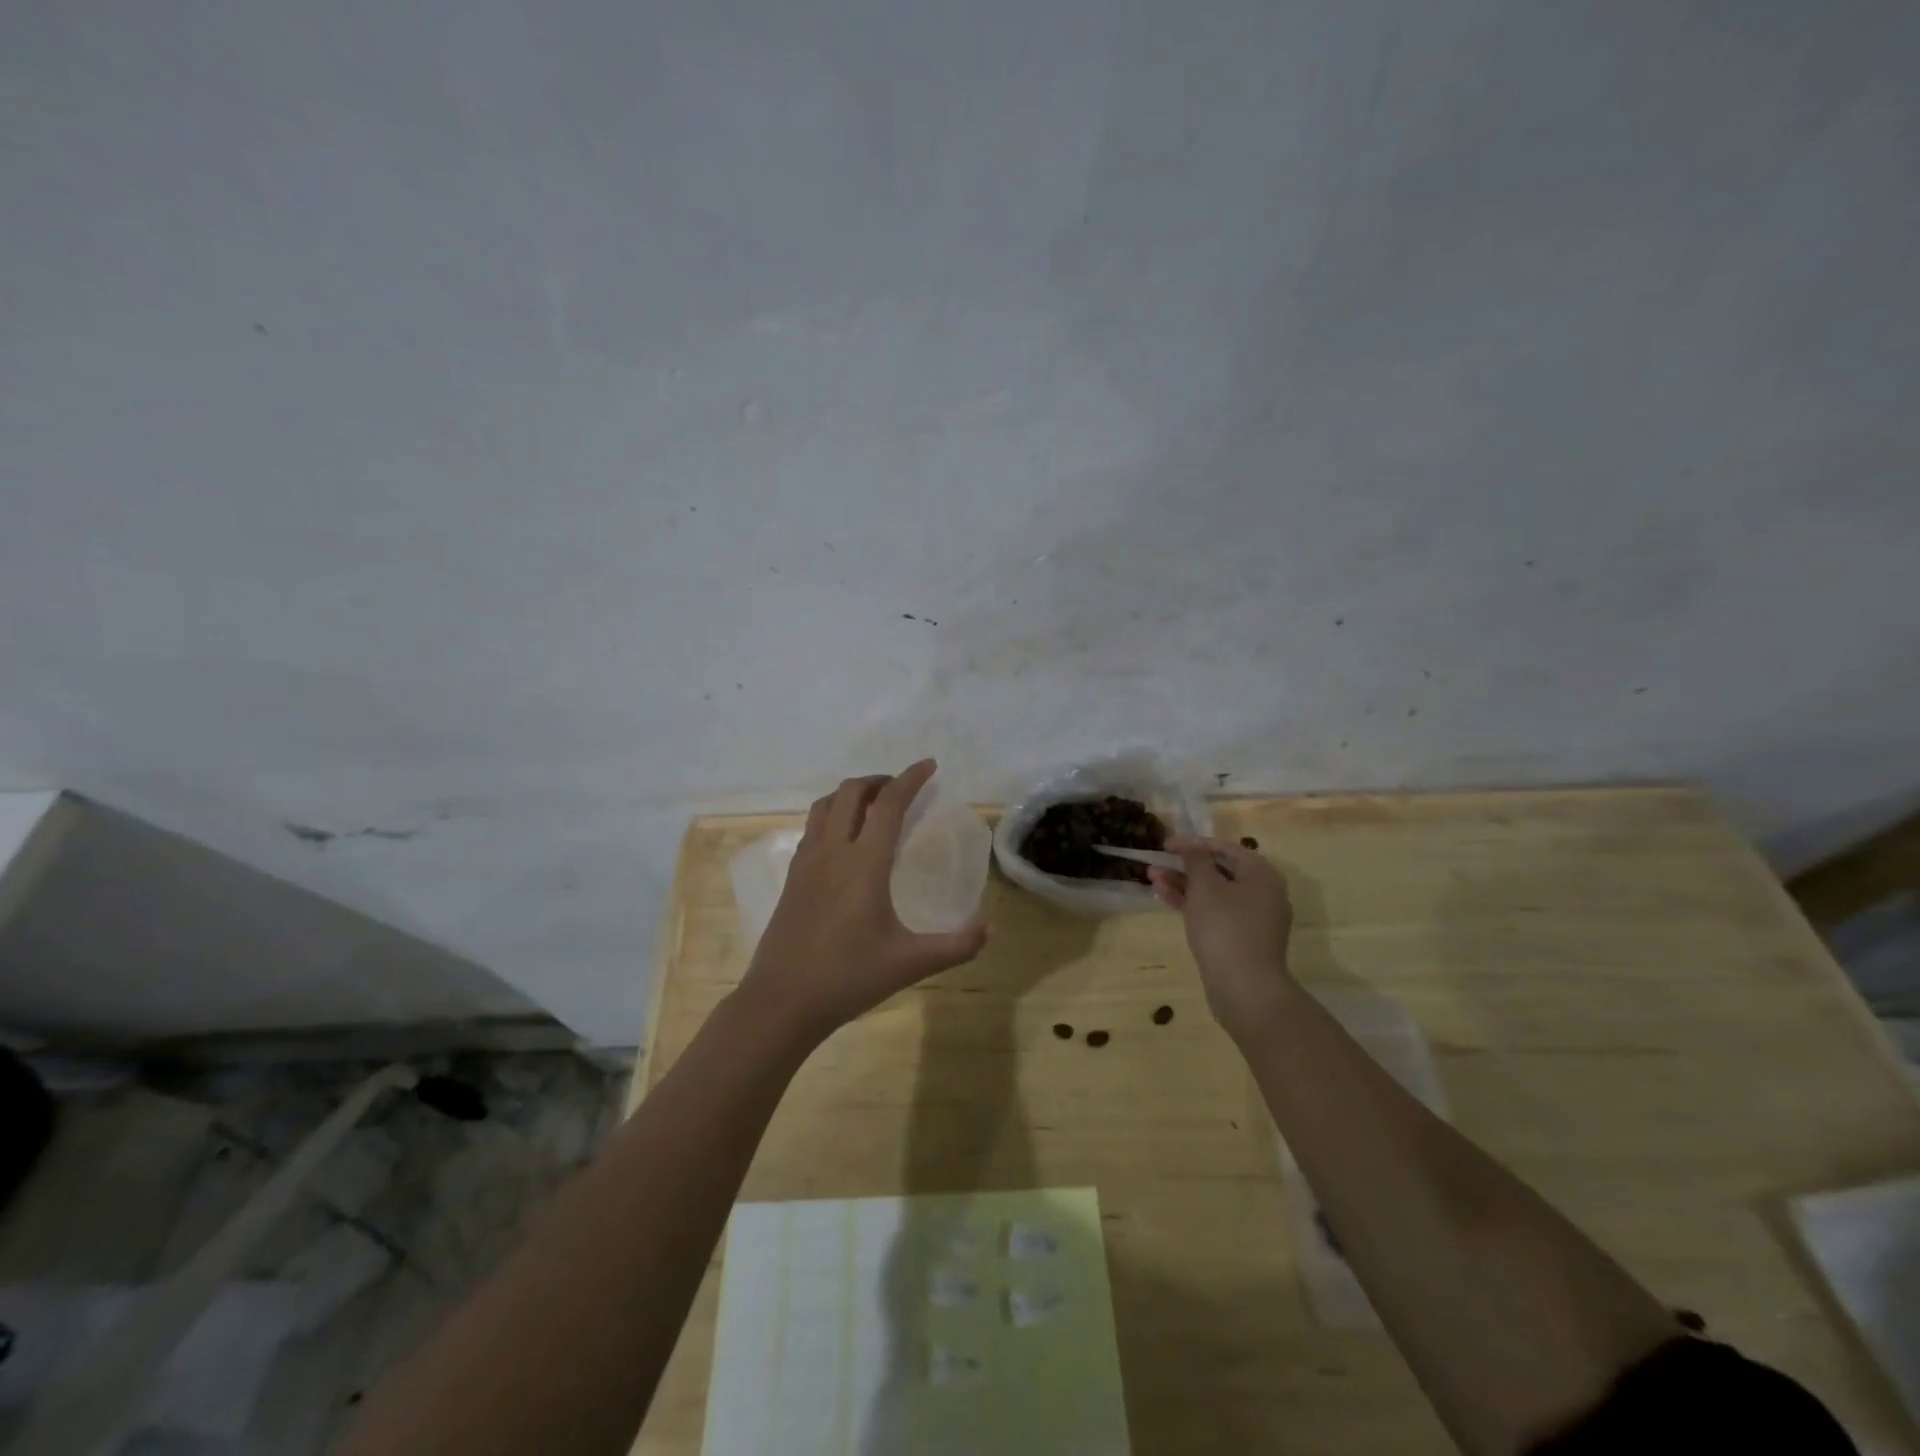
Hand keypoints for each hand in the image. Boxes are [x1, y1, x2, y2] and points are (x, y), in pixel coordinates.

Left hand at [739, 760, 989, 1039]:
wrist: (781, 1001)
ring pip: (825, 805)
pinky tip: (844, 840)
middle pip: (851, 792)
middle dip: (879, 780)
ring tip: (873, 806)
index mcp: (864, 863)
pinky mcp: (792, 877)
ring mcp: (806, 862)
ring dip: (851, 794)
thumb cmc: (848, 978)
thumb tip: (991, 928)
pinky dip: (832, 816)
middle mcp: (832, 851)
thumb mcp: (910, 963)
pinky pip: (812, 828)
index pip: (889, 805)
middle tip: (902, 789)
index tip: (929, 765)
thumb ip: (956, 945)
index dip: (910, 779)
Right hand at [1148, 835, 1297, 1037]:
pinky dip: (1192, 905)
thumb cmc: (1225, 927)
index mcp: (1262, 875)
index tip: (1166, 844)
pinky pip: (1214, 913)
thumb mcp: (1205, 886)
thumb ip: (1195, 859)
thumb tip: (1191, 846)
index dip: (1193, 843)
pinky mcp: (1240, 940)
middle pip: (1219, 871)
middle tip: (1156, 863)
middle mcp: (1262, 894)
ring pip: (1213, 894)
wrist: (1244, 988)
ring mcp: (1252, 919)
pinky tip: (1164, 898)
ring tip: (1151, 878)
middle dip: (1184, 866)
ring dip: (1183, 884)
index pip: (1225, 848)